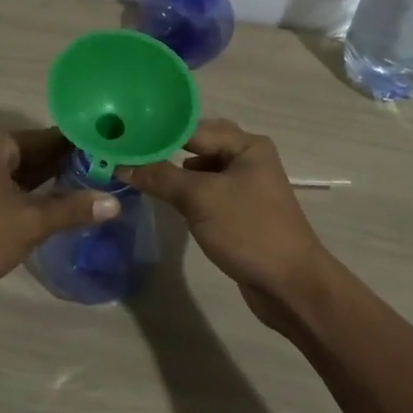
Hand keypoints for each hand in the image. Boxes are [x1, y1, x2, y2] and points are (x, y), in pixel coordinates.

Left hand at [0, 127, 118, 308]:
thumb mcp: (28, 223)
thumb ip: (71, 209)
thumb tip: (115, 202)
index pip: (49, 136)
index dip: (82, 143)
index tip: (115, 148)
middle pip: (37, 152)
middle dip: (71, 162)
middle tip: (113, 169)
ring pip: (26, 172)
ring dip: (55, 179)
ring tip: (97, 184)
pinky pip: (15, 187)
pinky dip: (37, 193)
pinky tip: (63, 202)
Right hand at [118, 119, 334, 330]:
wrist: (290, 285)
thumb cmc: (248, 230)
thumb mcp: (200, 198)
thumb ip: (161, 177)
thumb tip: (122, 164)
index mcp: (246, 144)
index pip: (193, 128)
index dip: (158, 131)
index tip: (123, 136)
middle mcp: (248, 158)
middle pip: (197, 145)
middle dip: (165, 150)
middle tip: (126, 153)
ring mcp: (245, 185)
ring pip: (201, 170)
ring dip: (173, 172)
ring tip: (136, 173)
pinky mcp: (240, 211)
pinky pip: (206, 192)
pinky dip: (185, 192)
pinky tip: (164, 198)